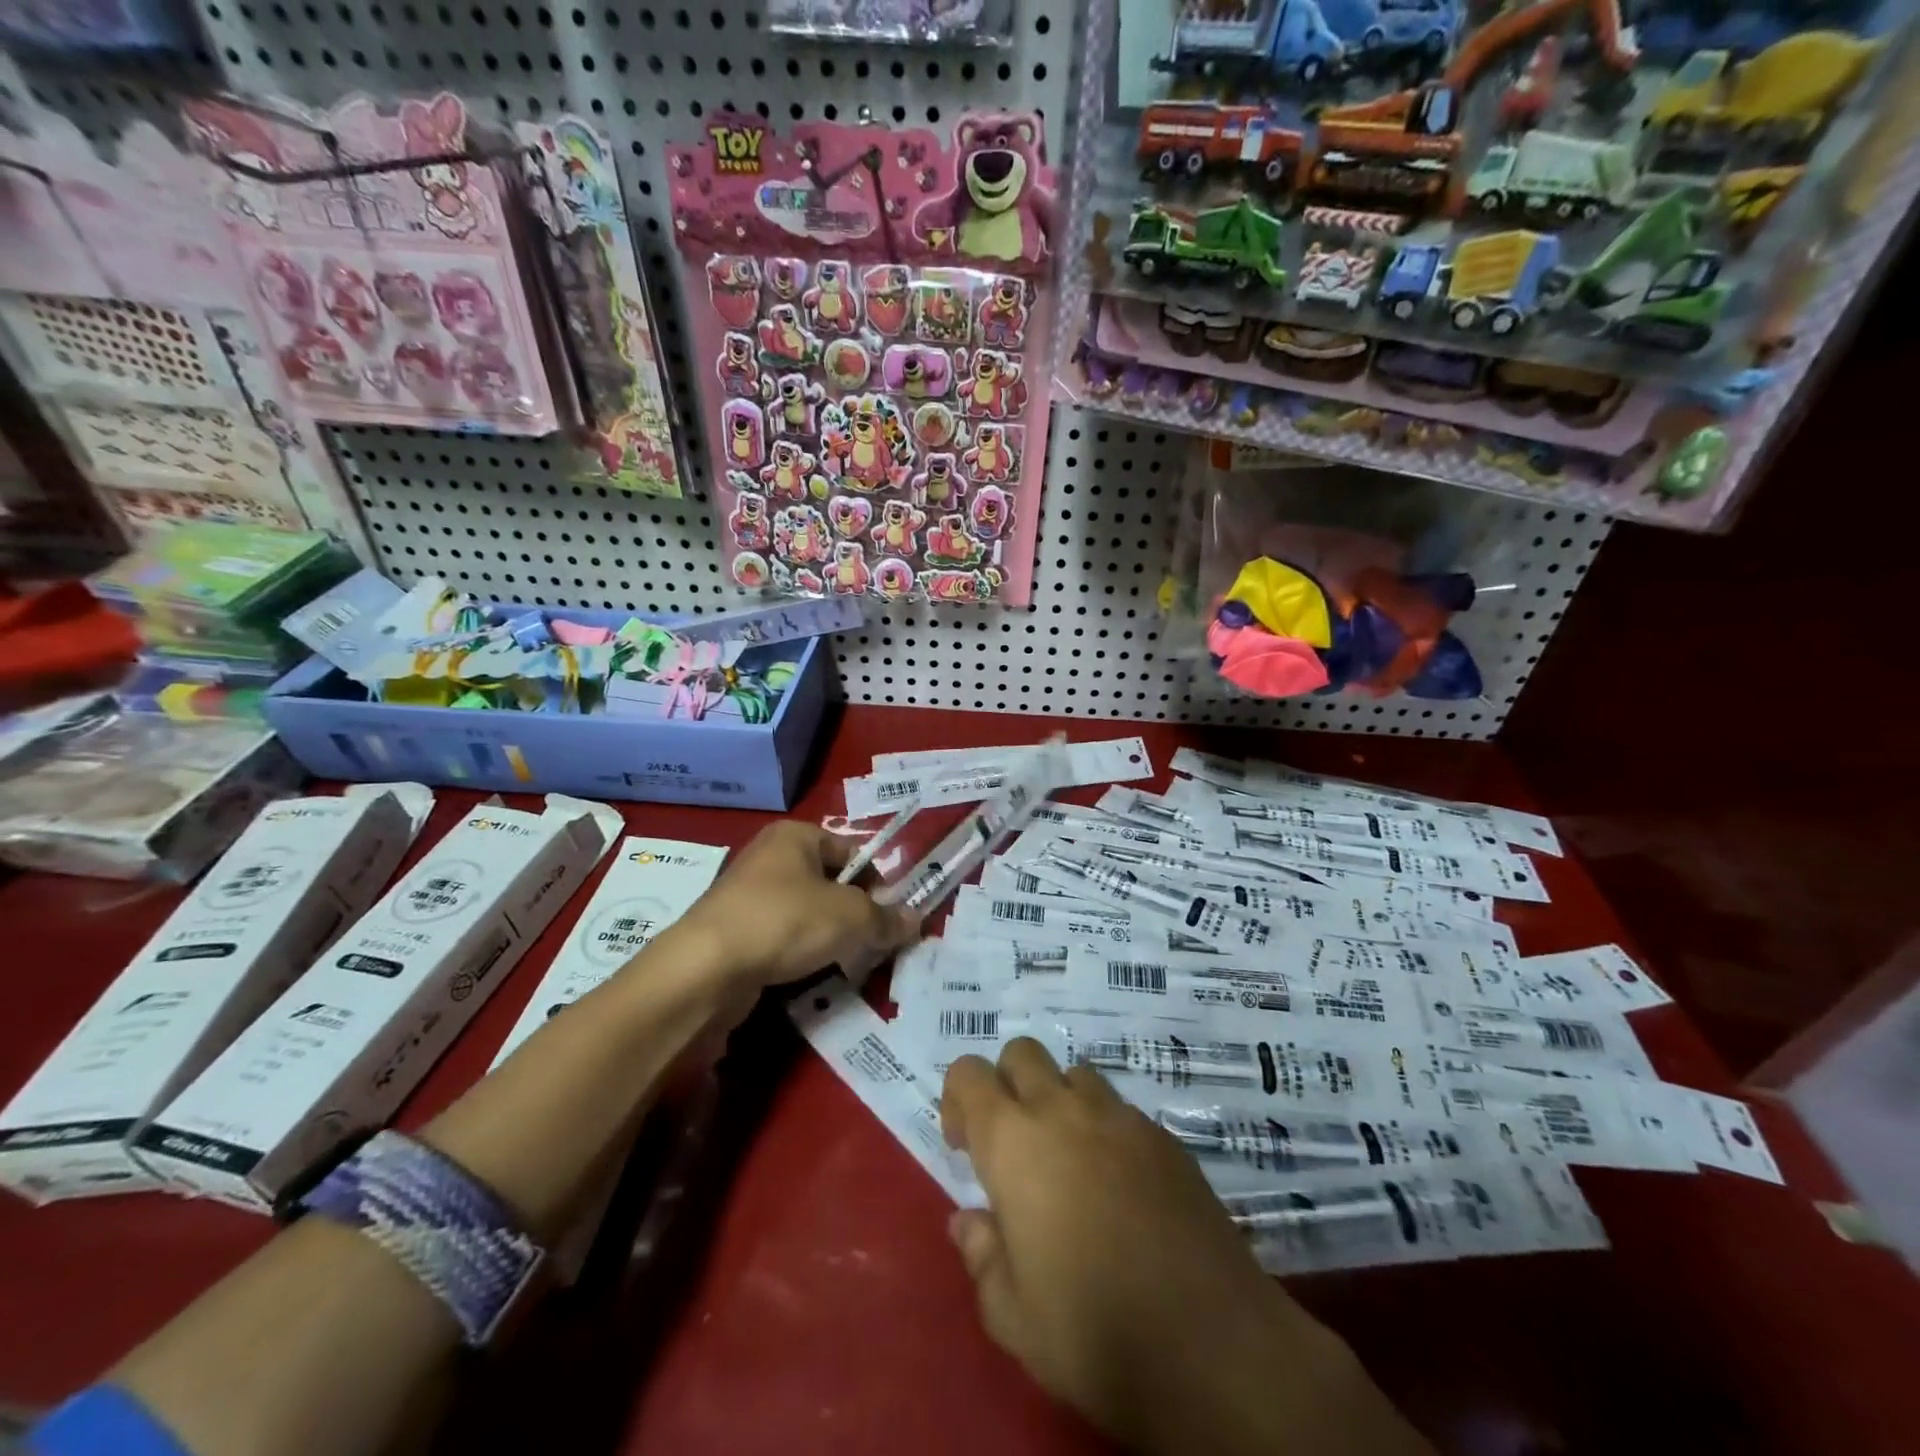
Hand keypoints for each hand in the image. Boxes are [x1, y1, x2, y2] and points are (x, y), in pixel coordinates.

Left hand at [675, 820, 918, 990]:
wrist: (706, 968)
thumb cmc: (785, 921)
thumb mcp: (850, 917)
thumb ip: (886, 918)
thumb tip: (916, 921)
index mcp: (795, 835)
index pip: (851, 852)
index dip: (876, 882)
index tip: (890, 916)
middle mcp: (769, 857)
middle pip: (829, 883)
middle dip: (854, 913)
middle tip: (873, 942)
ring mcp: (747, 895)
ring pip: (806, 913)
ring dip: (828, 937)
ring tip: (844, 961)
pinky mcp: (734, 932)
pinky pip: (781, 937)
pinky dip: (798, 953)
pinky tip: (809, 973)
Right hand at [941, 1040, 1431, 1455]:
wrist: (1212, 1346)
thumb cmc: (1094, 1334)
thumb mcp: (1013, 1317)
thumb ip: (982, 1256)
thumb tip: (969, 1220)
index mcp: (1013, 1142)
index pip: (969, 1073)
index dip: (959, 1099)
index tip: (965, 1148)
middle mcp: (1063, 1111)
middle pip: (1023, 1053)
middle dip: (1008, 1084)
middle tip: (1013, 1146)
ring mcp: (1121, 1118)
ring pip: (1076, 1075)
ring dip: (1060, 1102)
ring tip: (1069, 1163)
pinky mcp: (1166, 1138)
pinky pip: (1122, 1111)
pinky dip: (1107, 1131)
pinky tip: (1121, 1189)